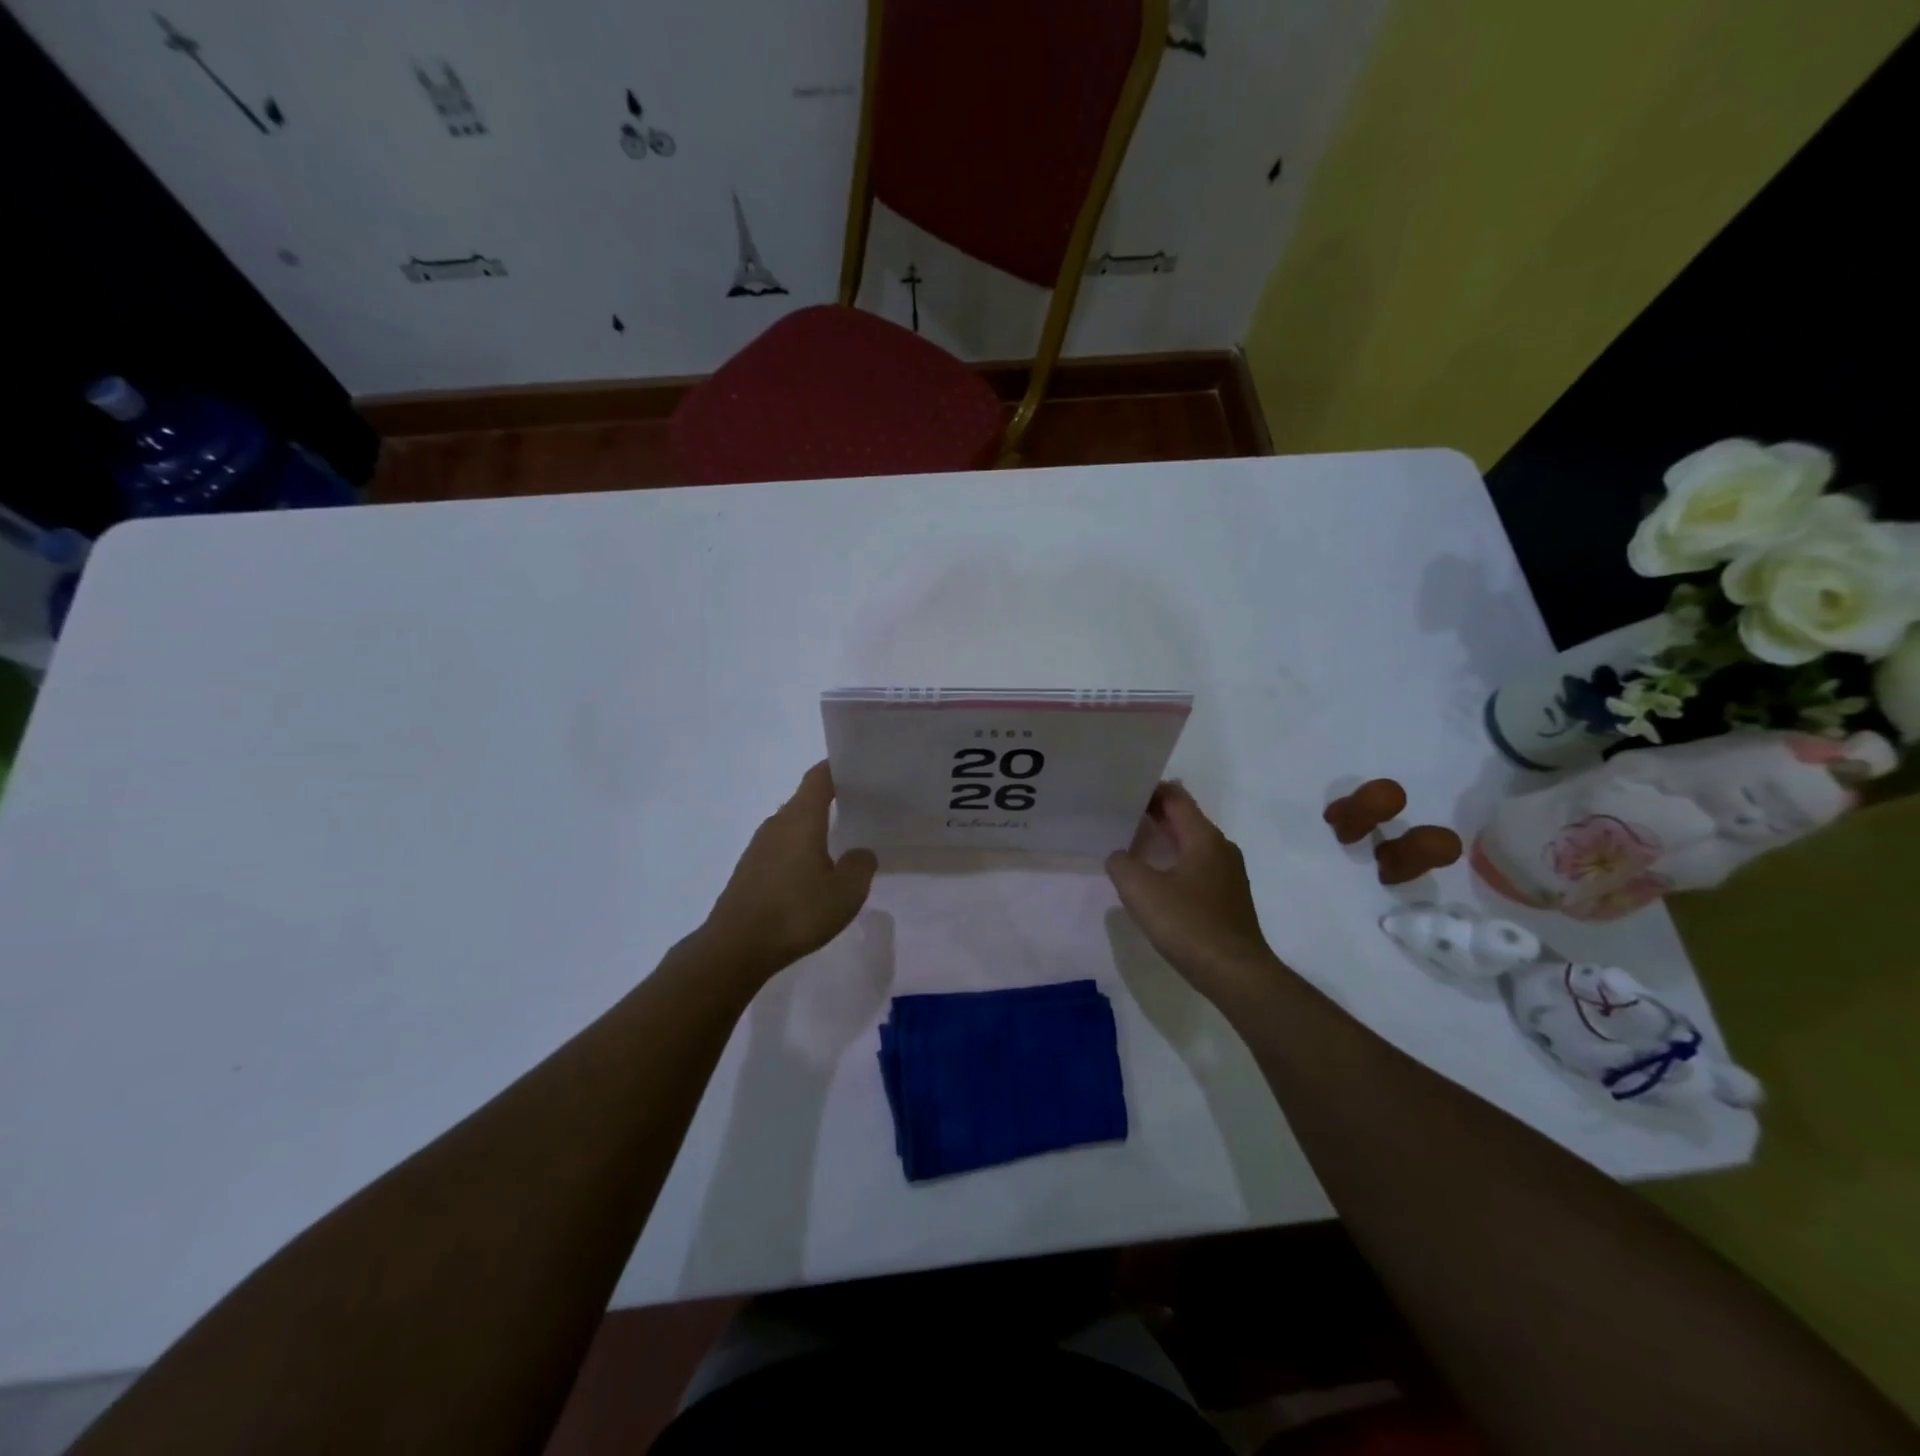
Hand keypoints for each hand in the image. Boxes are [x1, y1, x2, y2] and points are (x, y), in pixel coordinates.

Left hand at [699, 762, 877, 981]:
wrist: (736, 947)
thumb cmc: (796, 912)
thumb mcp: (846, 892)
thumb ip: (861, 865)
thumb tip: (860, 853)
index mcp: (801, 818)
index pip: (819, 777)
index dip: (838, 768)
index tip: (861, 770)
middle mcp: (777, 824)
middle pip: (806, 800)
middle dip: (833, 802)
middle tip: (863, 810)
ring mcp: (759, 847)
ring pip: (794, 826)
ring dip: (816, 831)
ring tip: (843, 845)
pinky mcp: (750, 870)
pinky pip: (782, 848)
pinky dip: (801, 852)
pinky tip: (815, 876)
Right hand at [1105, 782, 1284, 1005]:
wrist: (1236, 974)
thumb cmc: (1188, 924)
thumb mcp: (1141, 890)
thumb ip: (1122, 864)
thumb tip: (1119, 856)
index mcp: (1204, 838)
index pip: (1176, 798)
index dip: (1150, 790)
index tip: (1121, 790)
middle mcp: (1220, 848)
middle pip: (1185, 819)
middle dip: (1154, 814)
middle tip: (1119, 814)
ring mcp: (1228, 874)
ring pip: (1191, 844)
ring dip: (1163, 840)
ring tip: (1131, 845)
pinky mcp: (1227, 899)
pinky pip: (1196, 867)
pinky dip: (1174, 862)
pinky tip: (1155, 881)